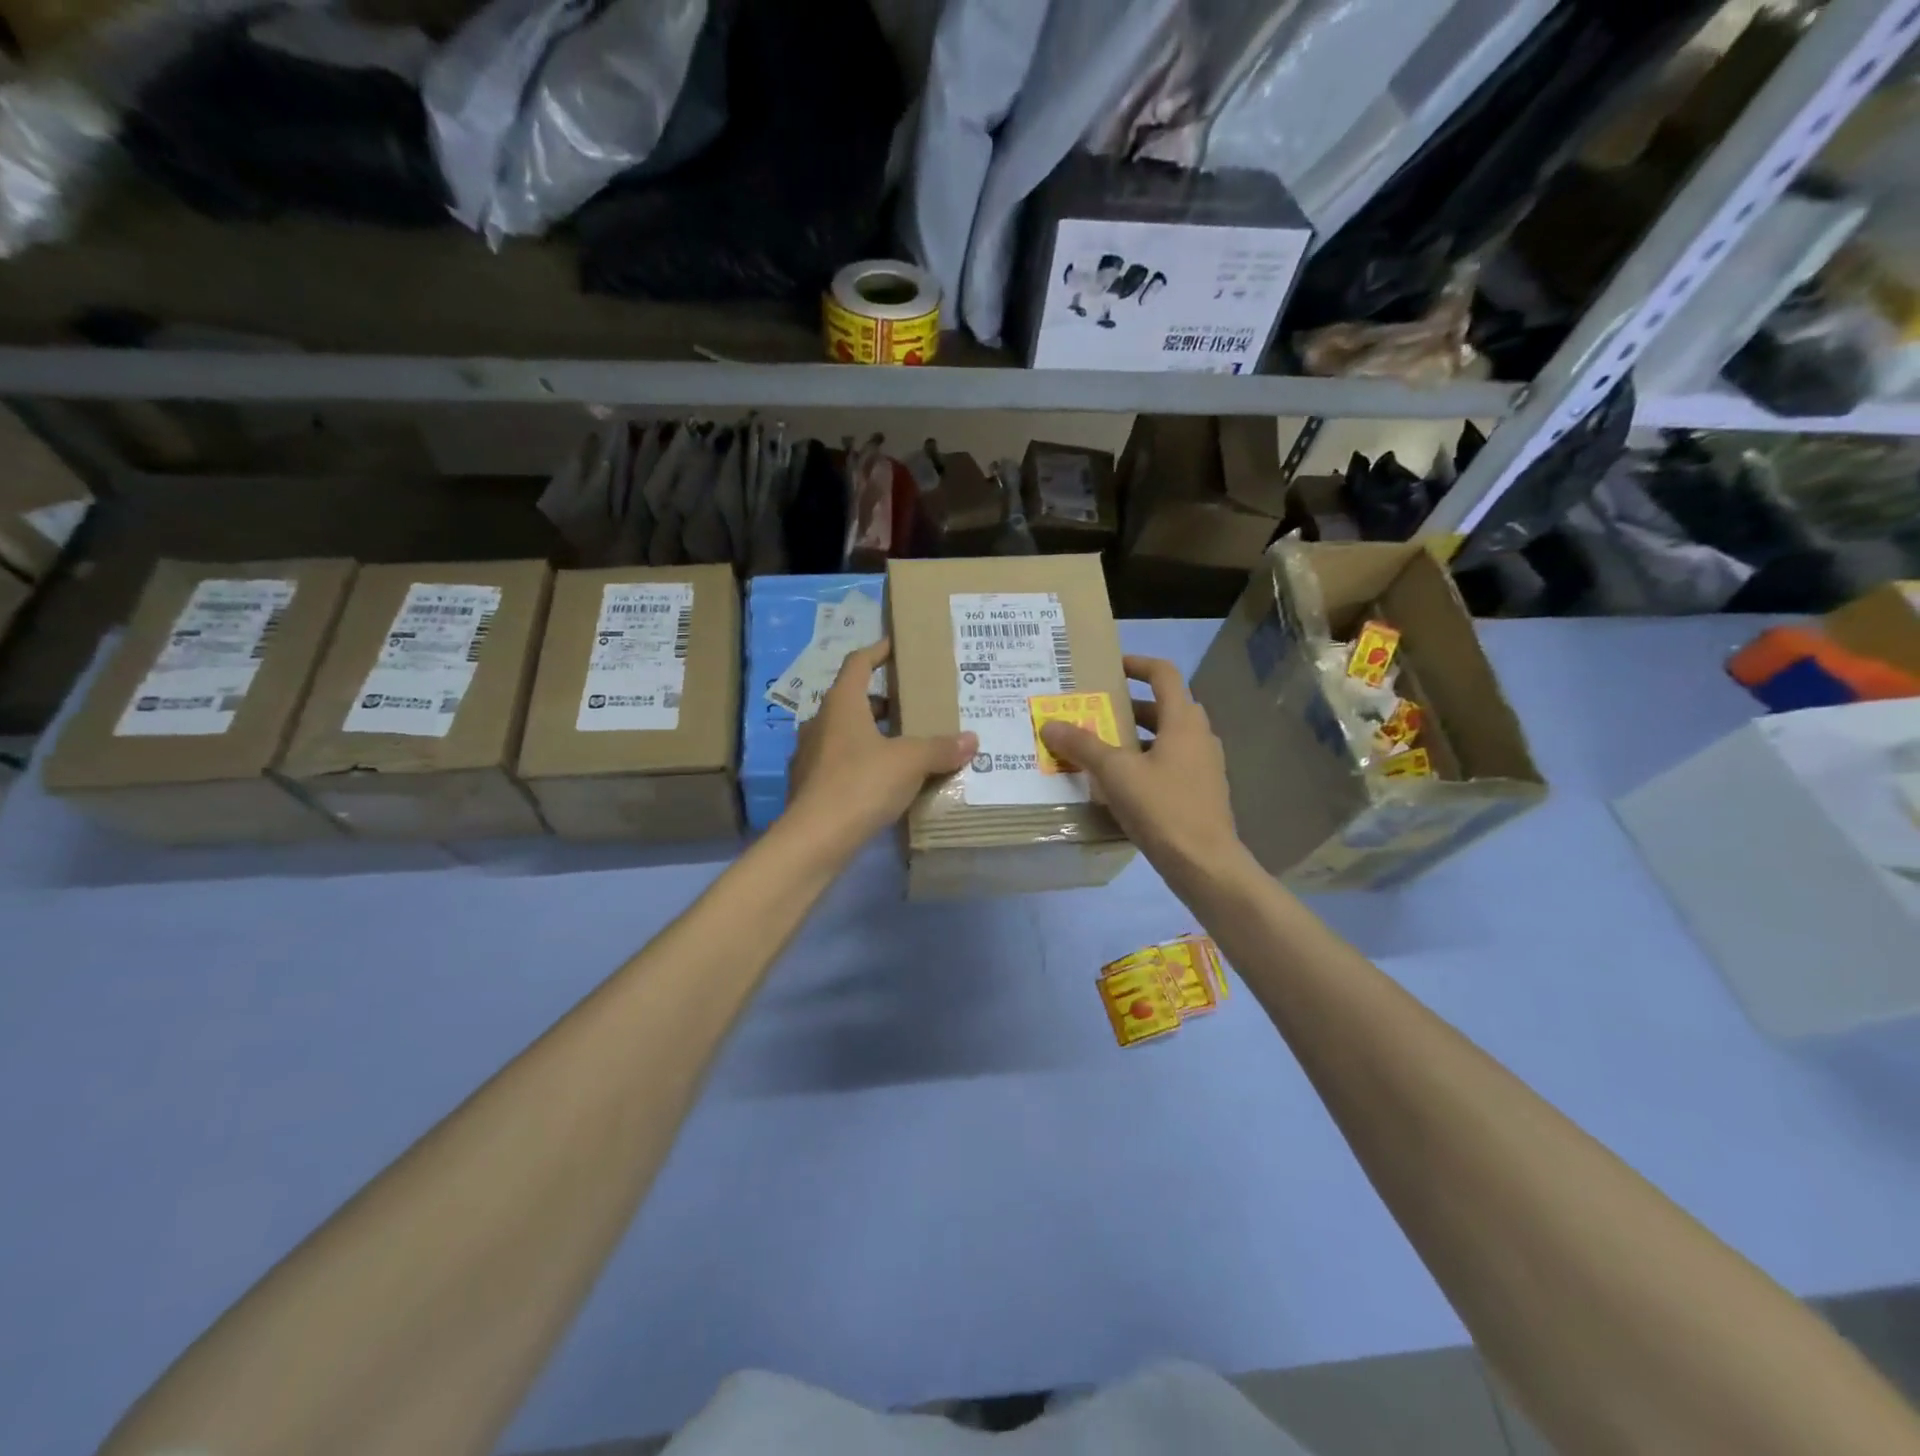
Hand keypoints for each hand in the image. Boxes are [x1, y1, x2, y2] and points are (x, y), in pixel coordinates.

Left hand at [785, 640, 977, 848]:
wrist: (815, 839)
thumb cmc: (862, 784)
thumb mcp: (910, 762)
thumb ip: (940, 748)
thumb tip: (972, 740)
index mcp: (841, 704)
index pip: (858, 663)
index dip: (878, 651)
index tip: (896, 646)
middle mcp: (820, 722)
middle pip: (852, 700)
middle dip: (882, 701)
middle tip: (912, 707)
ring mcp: (809, 755)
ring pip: (845, 733)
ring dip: (872, 734)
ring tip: (903, 746)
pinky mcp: (808, 785)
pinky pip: (839, 763)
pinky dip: (861, 763)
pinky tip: (883, 781)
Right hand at [1039, 655, 1246, 884]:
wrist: (1205, 864)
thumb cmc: (1163, 808)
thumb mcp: (1116, 773)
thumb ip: (1082, 745)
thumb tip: (1049, 724)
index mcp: (1183, 721)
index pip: (1163, 674)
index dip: (1137, 664)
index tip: (1110, 667)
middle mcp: (1198, 736)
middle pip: (1162, 706)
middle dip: (1127, 706)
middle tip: (1094, 711)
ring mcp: (1203, 766)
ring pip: (1165, 738)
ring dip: (1133, 737)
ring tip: (1098, 748)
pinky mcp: (1200, 792)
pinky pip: (1169, 764)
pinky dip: (1144, 763)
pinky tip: (1118, 784)